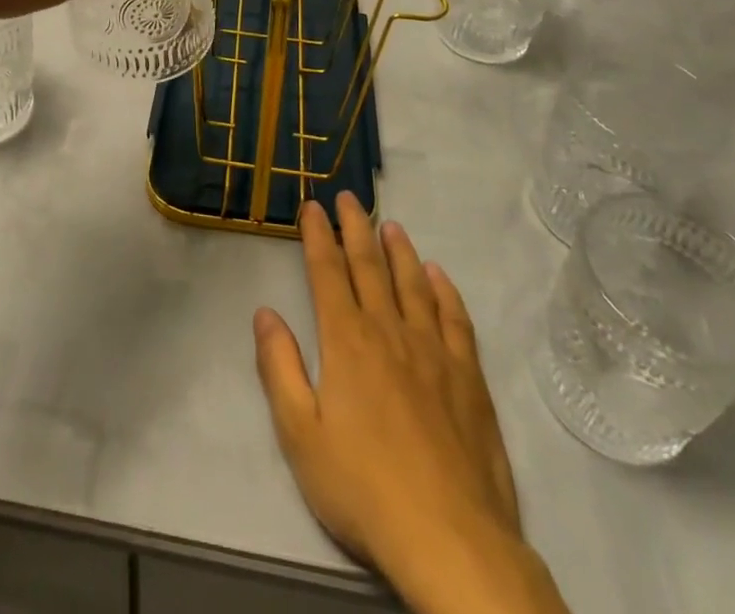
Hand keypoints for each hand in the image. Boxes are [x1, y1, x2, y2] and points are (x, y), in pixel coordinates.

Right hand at [255, 196, 567, 613]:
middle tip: (348, 197)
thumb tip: (265, 312)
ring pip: (413, 284)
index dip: (318, 236)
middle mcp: (389, 331)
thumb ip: (280, 368)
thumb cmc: (363, 488)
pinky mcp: (469, 377)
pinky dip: (445, 290)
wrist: (450, 537)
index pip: (327, 273)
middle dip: (355, 228)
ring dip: (399, 250)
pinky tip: (438, 275)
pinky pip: (456, 318)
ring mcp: (434, 351)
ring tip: (391, 224)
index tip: (312, 206)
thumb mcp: (300, 434)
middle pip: (369, 266)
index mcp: (346, 341)